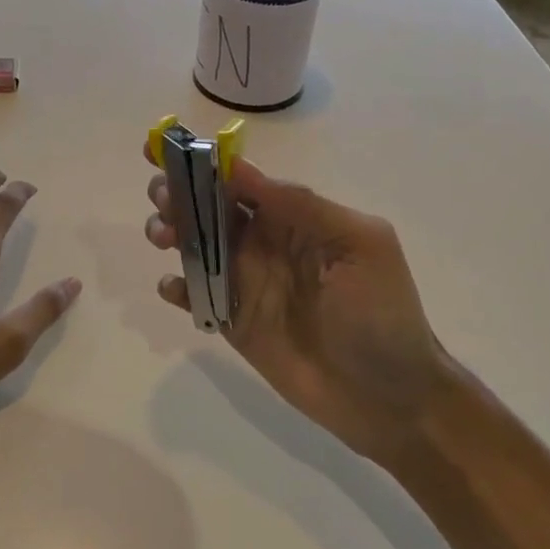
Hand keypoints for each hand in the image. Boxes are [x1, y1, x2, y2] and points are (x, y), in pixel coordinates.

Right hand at [144, 150, 451, 467]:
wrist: (387, 398)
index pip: (243, 182)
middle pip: (211, 209)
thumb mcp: (359, 244)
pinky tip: (173, 287)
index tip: (169, 150)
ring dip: (172, 232)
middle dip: (180, 194)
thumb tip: (241, 169)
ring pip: (196, 247)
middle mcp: (264, 245)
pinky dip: (176, 288)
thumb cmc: (381, 314)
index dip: (205, 164)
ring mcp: (246, 284)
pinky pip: (196, 297)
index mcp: (295, 220)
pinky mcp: (233, 323)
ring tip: (163, 236)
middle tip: (161, 196)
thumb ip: (303, 206)